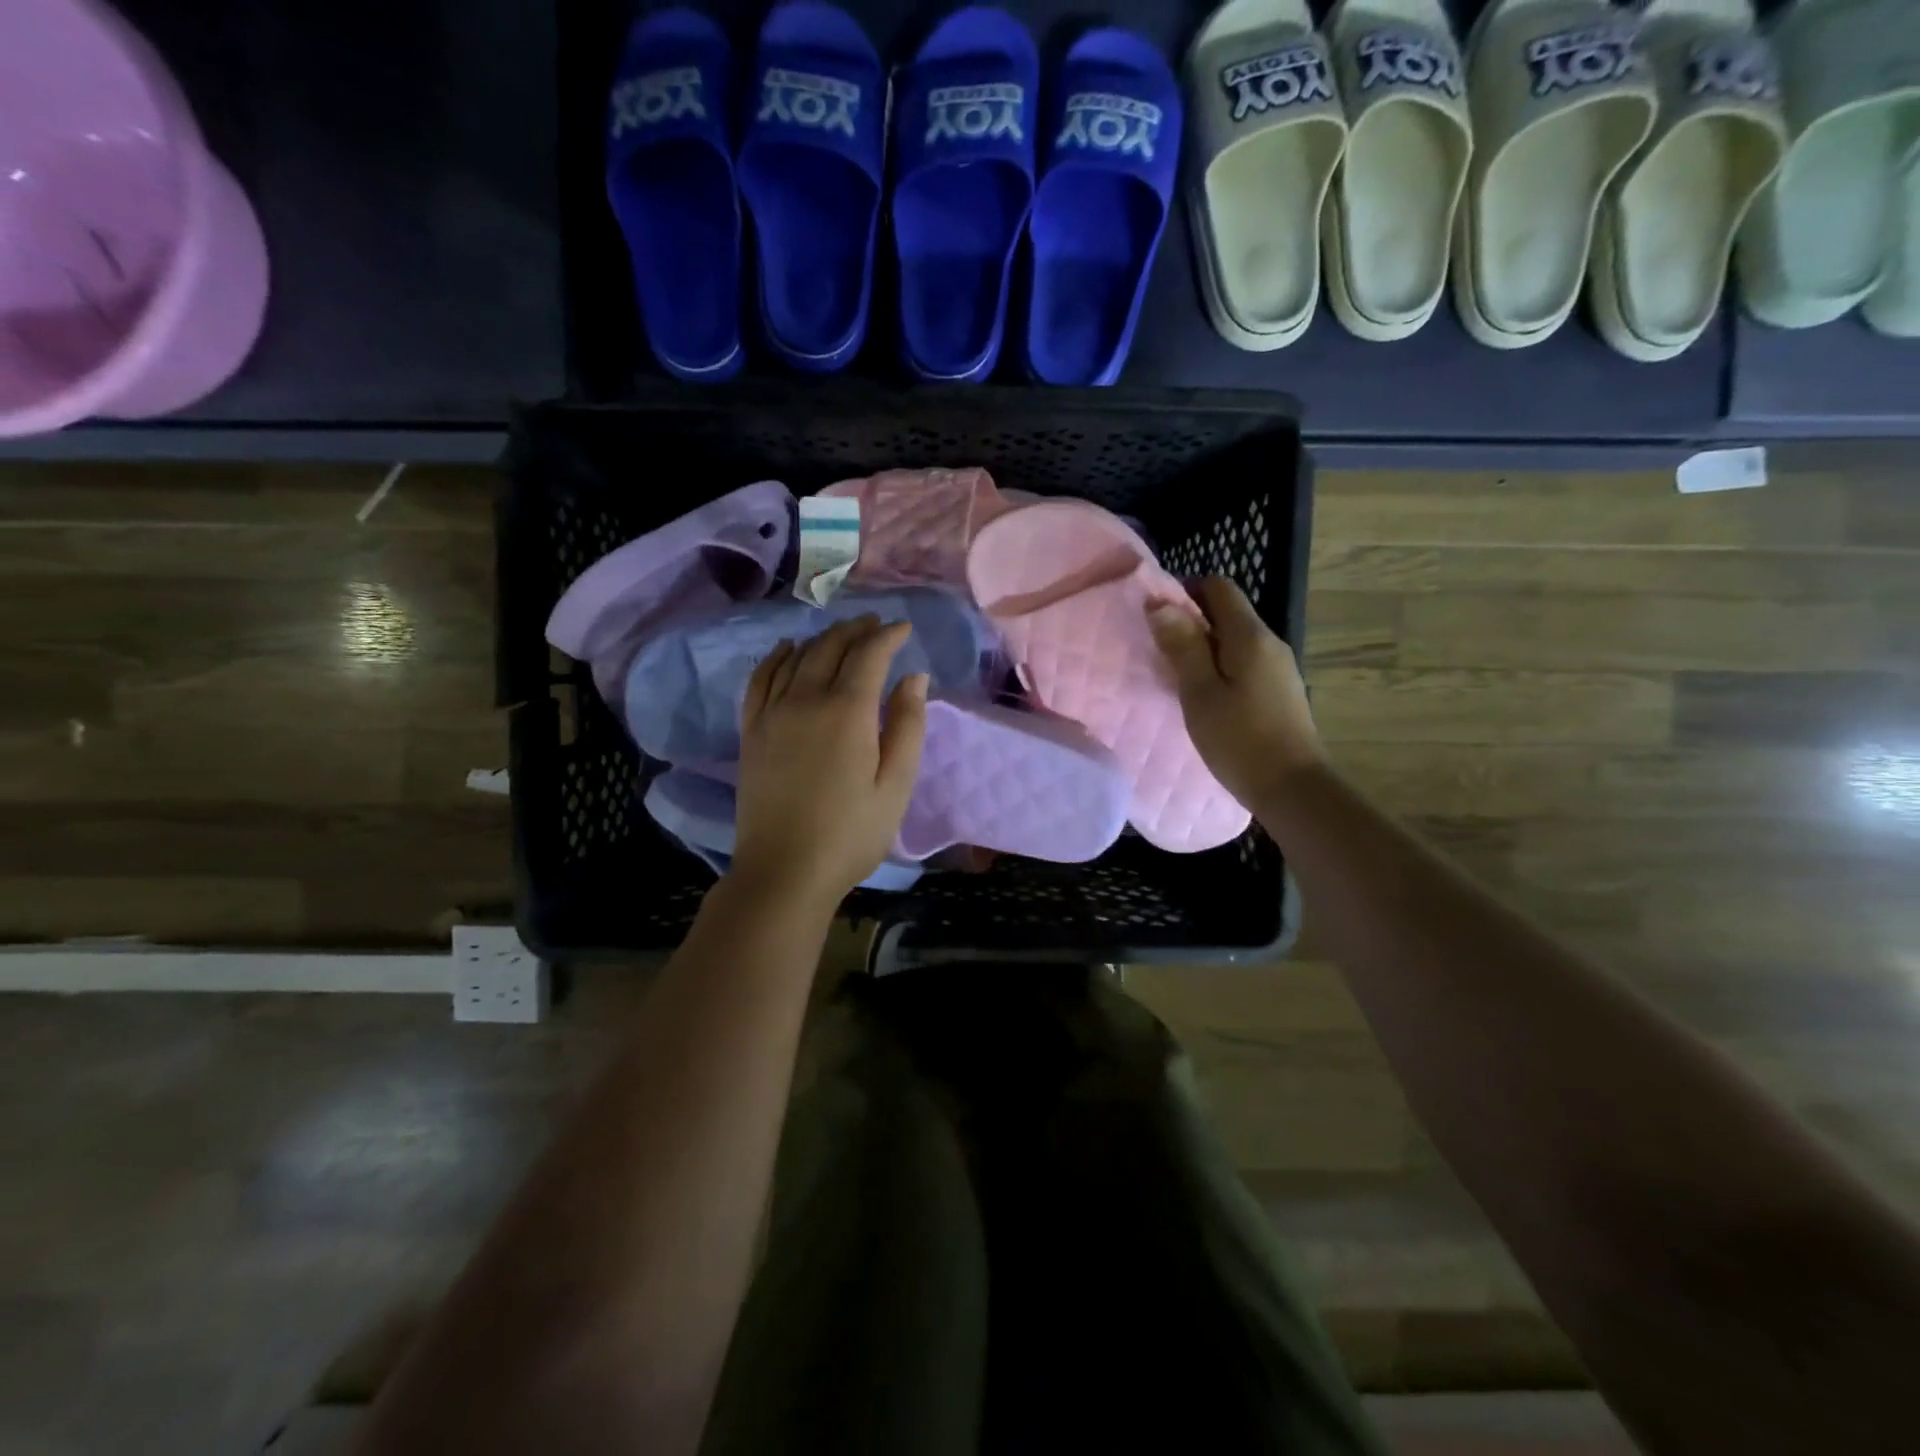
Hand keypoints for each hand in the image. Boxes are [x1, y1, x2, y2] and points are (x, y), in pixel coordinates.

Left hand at [730, 615, 927, 906]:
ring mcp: (771, 713)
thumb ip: (907, 726)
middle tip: (876, 626)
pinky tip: (787, 650)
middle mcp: (805, 699)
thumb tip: (913, 677)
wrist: (784, 871)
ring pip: (796, 657)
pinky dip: (777, 657)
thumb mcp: (895, 785)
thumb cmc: (851, 834)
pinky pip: (761, 678)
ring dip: (822, 638)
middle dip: (857, 630)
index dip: (888, 636)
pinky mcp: (751, 731)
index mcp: (846, 712)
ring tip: (842, 635)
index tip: (904, 629)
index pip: (868, 654)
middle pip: (830, 647)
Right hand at [1147, 577, 1323, 810]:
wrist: (1292, 788)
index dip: (1186, 591)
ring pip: (1236, 640)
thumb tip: (1160, 603)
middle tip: (1159, 647)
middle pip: (1229, 613)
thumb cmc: (1239, 739)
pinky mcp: (1280, 692)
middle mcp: (1270, 643)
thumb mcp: (1200, 692)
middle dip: (1192, 621)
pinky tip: (1205, 695)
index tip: (1156, 614)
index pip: (1220, 588)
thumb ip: (1182, 646)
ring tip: (1176, 673)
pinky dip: (1221, 667)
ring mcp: (1279, 668)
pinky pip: (1245, 663)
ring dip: (1205, 647)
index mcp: (1250, 636)